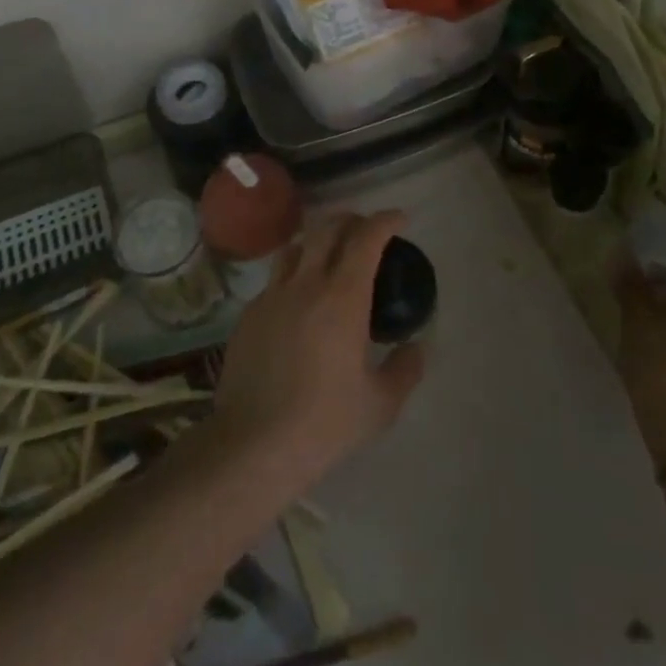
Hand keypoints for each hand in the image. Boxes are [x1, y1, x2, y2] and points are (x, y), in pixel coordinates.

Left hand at [211, 210, 425, 491]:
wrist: (253, 446)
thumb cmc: (325, 423)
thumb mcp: (380, 404)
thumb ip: (405, 369)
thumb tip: (417, 347)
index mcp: (343, 296)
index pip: (366, 237)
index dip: (385, 220)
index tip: (399, 219)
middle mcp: (305, 283)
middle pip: (328, 228)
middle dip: (352, 220)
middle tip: (367, 231)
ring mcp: (271, 296)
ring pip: (296, 247)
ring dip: (318, 241)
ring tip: (330, 256)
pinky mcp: (248, 315)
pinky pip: (275, 280)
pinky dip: (294, 276)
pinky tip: (299, 303)